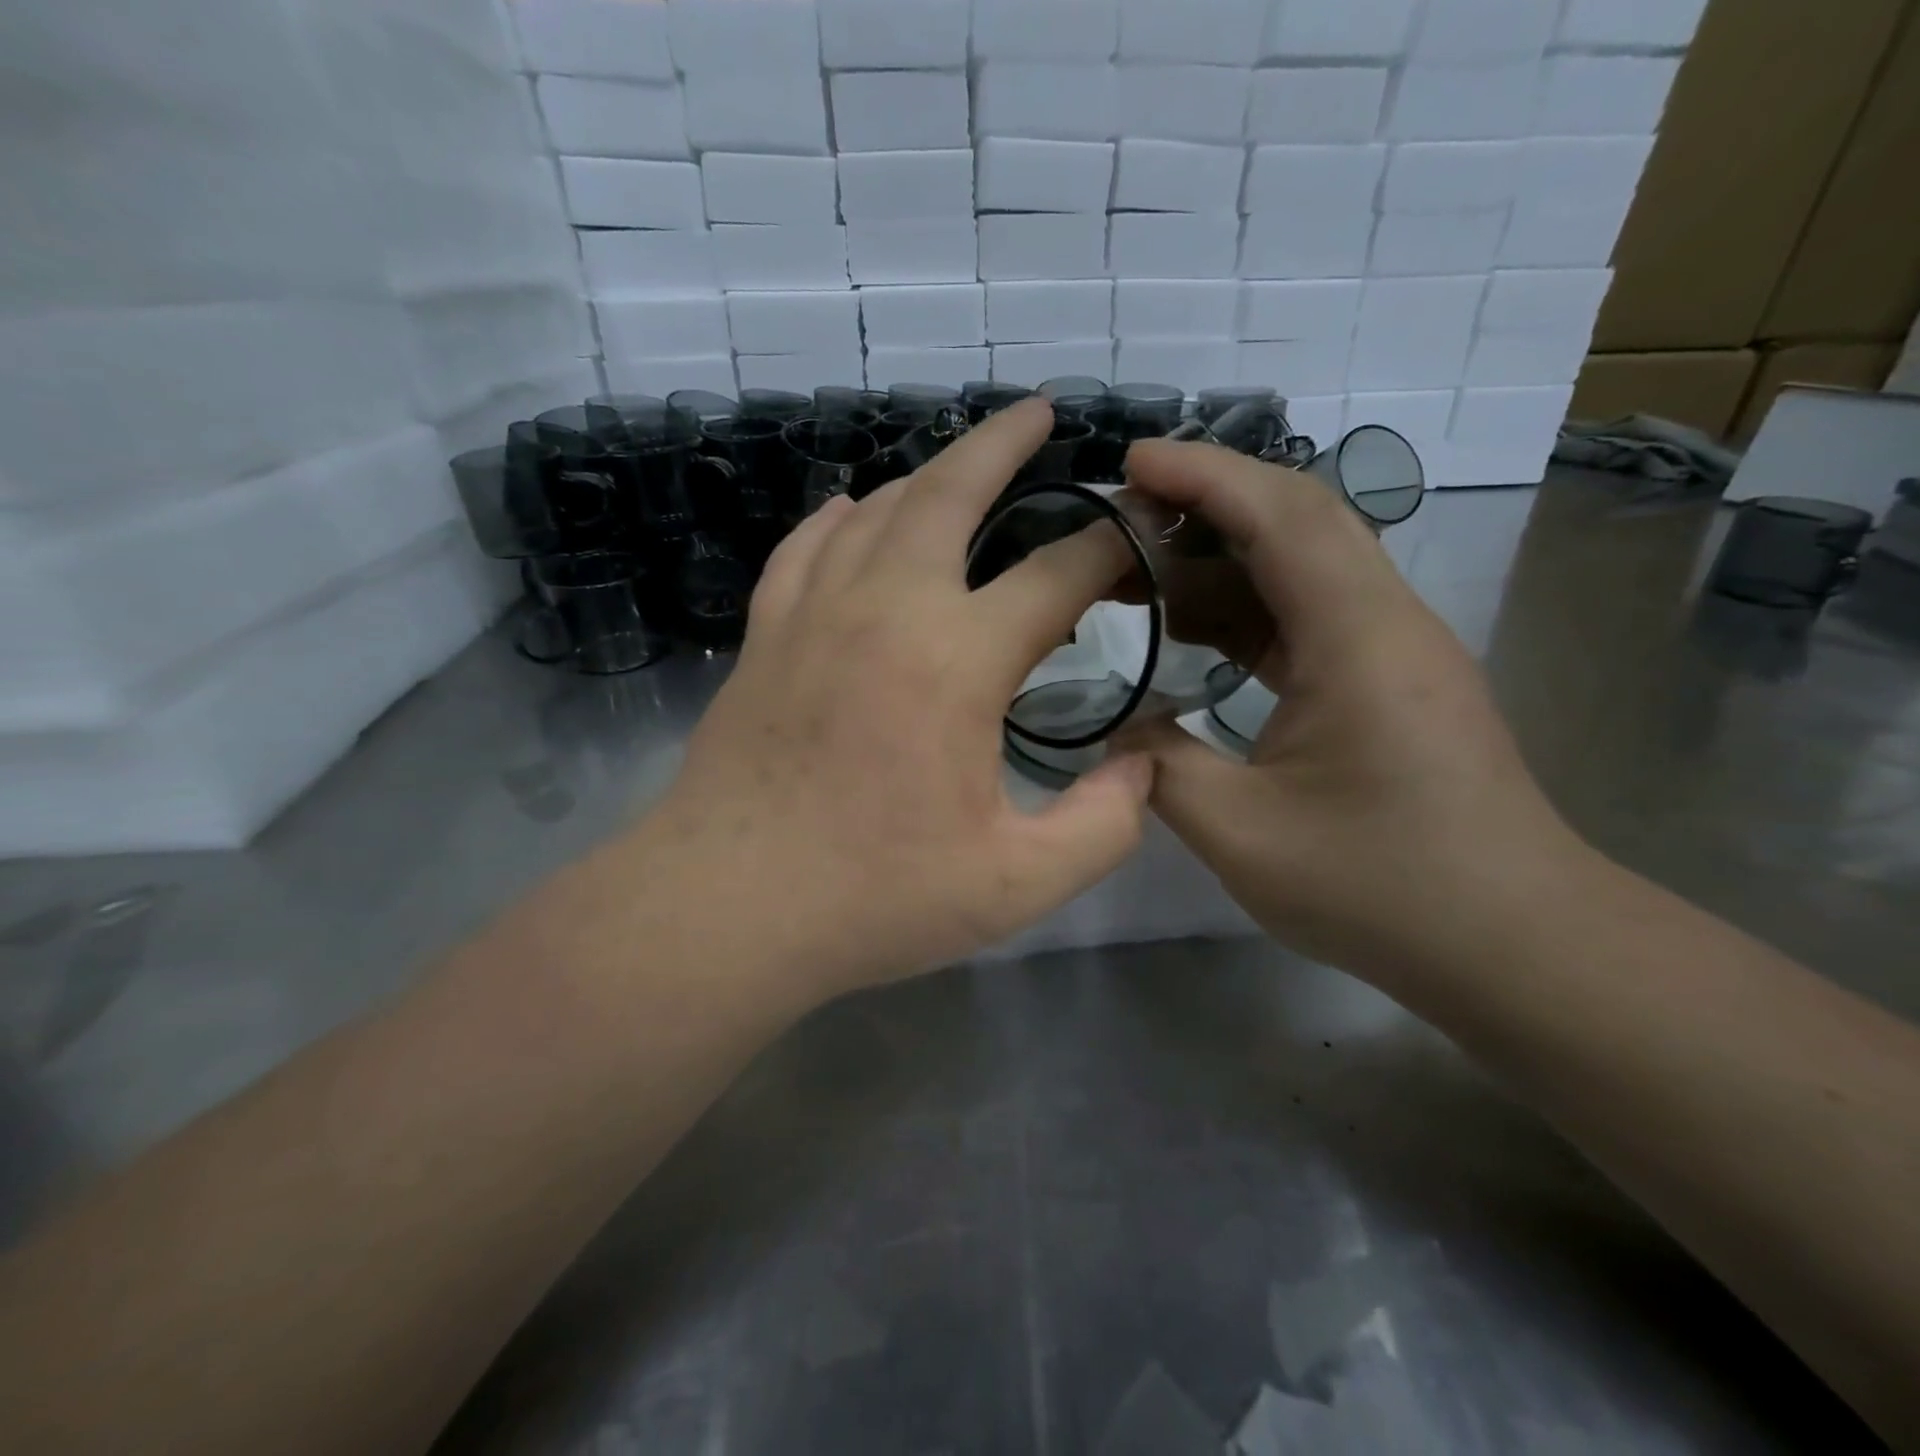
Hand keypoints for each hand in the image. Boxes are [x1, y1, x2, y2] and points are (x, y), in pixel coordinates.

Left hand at [654, 400, 1152, 999]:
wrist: (726, 907)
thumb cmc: (874, 898)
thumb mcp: (1018, 884)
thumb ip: (1105, 824)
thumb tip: (1143, 763)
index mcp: (957, 659)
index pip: (1057, 575)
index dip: (1109, 547)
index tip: (1139, 535)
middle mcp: (886, 608)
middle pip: (950, 493)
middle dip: (1003, 445)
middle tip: (1039, 413)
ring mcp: (813, 614)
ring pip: (876, 511)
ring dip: (926, 478)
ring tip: (960, 469)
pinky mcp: (764, 637)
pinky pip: (804, 548)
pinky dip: (837, 519)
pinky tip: (852, 512)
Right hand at [1116, 441, 1586, 986]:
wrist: (1514, 942)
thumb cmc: (1382, 887)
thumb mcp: (1242, 835)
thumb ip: (1160, 768)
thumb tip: (1115, 730)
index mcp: (1358, 637)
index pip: (1280, 514)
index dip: (1202, 474)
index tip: (1128, 463)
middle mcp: (1385, 620)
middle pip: (1298, 519)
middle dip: (1207, 501)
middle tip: (1121, 518)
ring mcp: (1393, 649)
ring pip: (1303, 564)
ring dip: (1221, 557)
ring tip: (1139, 573)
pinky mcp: (1389, 680)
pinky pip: (1308, 613)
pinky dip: (1245, 606)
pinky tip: (1193, 630)